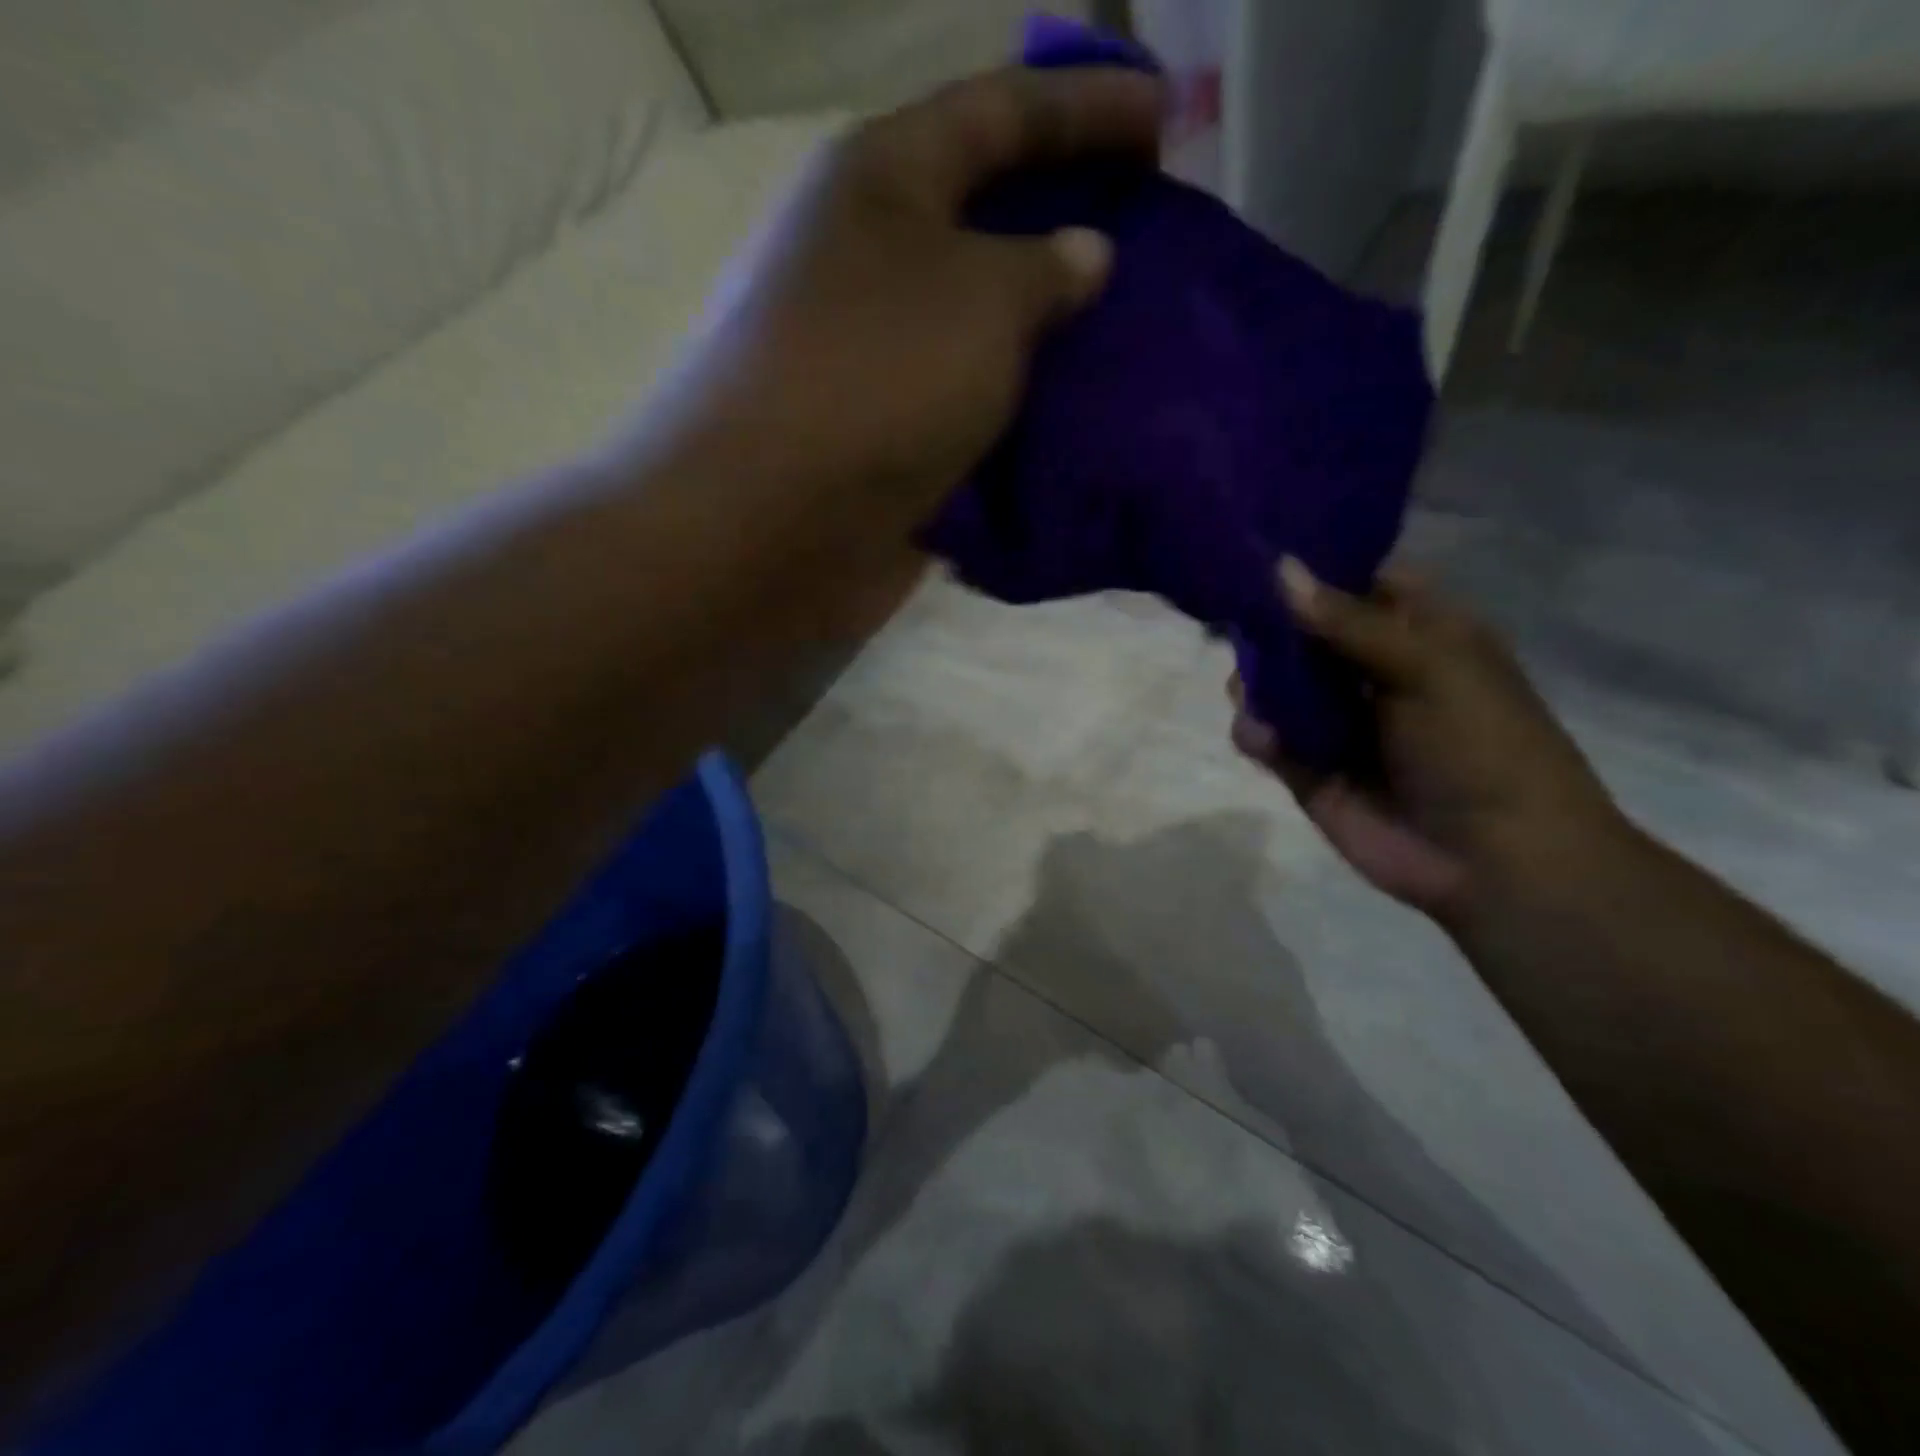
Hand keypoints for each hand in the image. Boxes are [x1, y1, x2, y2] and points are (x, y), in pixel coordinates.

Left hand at [628, 65, 1162, 633]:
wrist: (775, 523)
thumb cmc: (876, 379)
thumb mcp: (981, 299)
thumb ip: (1046, 269)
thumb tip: (1083, 255)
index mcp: (881, 182)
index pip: (999, 111)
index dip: (1086, 105)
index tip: (1166, 118)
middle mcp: (869, 260)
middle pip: (984, 220)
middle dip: (1066, 221)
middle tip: (1149, 236)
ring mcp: (874, 356)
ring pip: (978, 325)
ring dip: (1046, 332)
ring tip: (1129, 335)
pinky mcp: (883, 434)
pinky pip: (968, 403)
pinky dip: (1018, 406)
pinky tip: (1076, 413)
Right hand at [1230, 558, 1622, 923]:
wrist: (1494, 859)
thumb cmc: (1481, 745)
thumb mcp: (1426, 665)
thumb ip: (1346, 621)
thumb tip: (1279, 568)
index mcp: (1418, 632)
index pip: (1357, 582)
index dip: (1314, 568)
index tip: (1259, 554)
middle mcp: (1371, 670)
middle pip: (1302, 632)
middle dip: (1268, 629)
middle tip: (1237, 625)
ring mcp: (1337, 720)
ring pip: (1275, 684)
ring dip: (1256, 682)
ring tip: (1250, 693)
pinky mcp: (1308, 767)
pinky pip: (1267, 737)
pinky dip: (1256, 732)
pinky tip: (1263, 738)